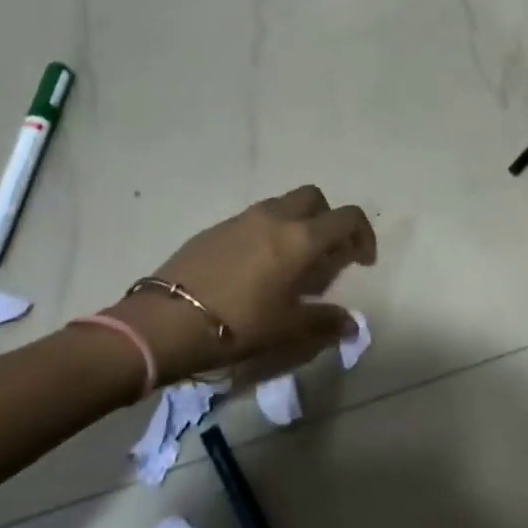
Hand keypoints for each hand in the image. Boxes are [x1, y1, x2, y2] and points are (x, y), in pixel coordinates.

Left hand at [108, 186, 375, 378]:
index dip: (363, 235)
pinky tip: (255, 269)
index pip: (347, 218)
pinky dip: (267, 233)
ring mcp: (241, 219)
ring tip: (290, 264)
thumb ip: (326, 322)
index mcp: (301, 238)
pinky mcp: (214, 229)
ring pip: (282, 206)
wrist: (164, 322)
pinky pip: (253, 220)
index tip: (362, 261)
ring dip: (297, 224)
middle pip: (314, 198)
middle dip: (328, 220)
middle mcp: (275, 218)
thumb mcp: (288, 329)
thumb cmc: (238, 324)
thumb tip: (352, 324)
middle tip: (326, 254)